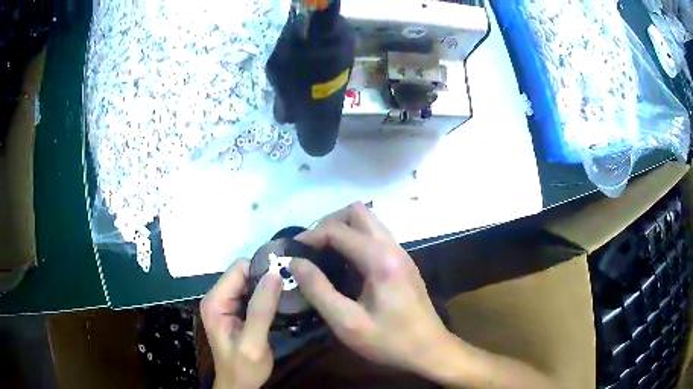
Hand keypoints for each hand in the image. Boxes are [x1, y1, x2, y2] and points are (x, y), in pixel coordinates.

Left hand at [200, 259, 281, 388]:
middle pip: (243, 273)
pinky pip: (250, 293)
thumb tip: (274, 275)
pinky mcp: (233, 310)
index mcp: (215, 302)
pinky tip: (279, 303)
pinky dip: (265, 295)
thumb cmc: (244, 367)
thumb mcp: (254, 342)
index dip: (261, 270)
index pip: (238, 269)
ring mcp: (224, 304)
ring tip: (288, 294)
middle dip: (265, 278)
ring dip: (267, 287)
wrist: (239, 384)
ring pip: (248, 282)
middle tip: (290, 287)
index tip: (285, 277)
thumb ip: (261, 309)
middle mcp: (216, 297)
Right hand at [290, 203, 454, 376]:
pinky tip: (345, 265)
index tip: (292, 251)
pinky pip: (375, 237)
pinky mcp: (403, 262)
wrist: (429, 350)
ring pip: (368, 221)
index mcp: (380, 259)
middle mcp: (392, 247)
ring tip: (323, 254)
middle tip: (311, 247)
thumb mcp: (347, 322)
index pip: (338, 230)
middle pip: (357, 212)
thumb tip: (295, 262)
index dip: (311, 236)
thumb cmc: (389, 341)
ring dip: (343, 230)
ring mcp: (401, 253)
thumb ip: (318, 290)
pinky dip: (355, 240)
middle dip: (329, 223)